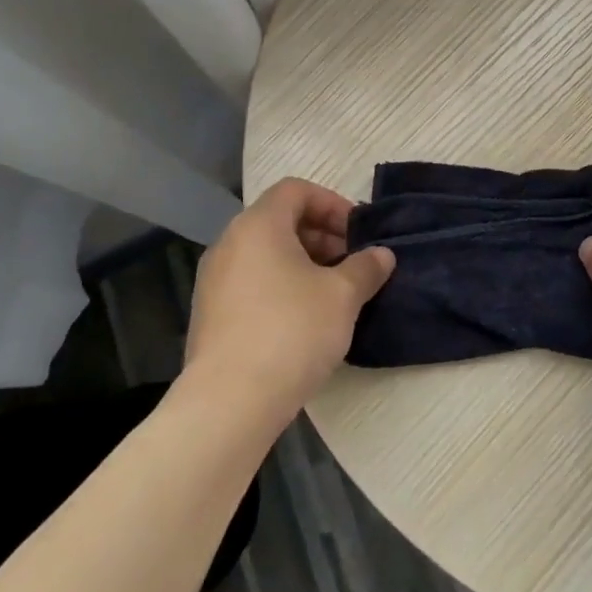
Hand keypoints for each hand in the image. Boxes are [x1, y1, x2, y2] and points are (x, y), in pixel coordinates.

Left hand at [185, 178, 394, 418]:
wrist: (230, 401)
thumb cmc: (292, 332)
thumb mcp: (343, 296)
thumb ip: (365, 268)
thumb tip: (381, 255)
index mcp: (258, 226)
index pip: (296, 190)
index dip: (332, 203)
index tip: (358, 234)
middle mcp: (229, 243)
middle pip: (279, 220)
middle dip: (321, 235)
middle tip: (352, 264)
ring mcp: (214, 280)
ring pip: (265, 254)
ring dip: (303, 263)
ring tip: (333, 294)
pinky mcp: (210, 313)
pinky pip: (251, 282)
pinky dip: (280, 286)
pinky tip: (304, 320)